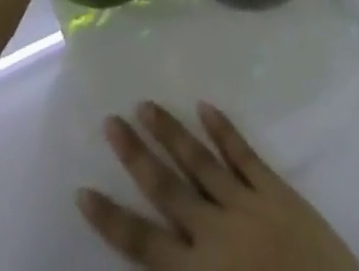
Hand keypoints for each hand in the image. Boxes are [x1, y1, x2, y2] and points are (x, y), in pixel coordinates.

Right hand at [77, 102, 358, 269]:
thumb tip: (151, 264)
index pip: (143, 244)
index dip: (112, 218)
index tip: (84, 191)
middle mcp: (214, 233)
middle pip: (166, 189)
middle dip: (136, 155)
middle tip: (112, 121)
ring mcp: (245, 204)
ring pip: (198, 161)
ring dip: (171, 132)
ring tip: (146, 104)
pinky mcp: (274, 190)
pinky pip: (243, 154)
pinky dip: (223, 129)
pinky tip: (205, 106)